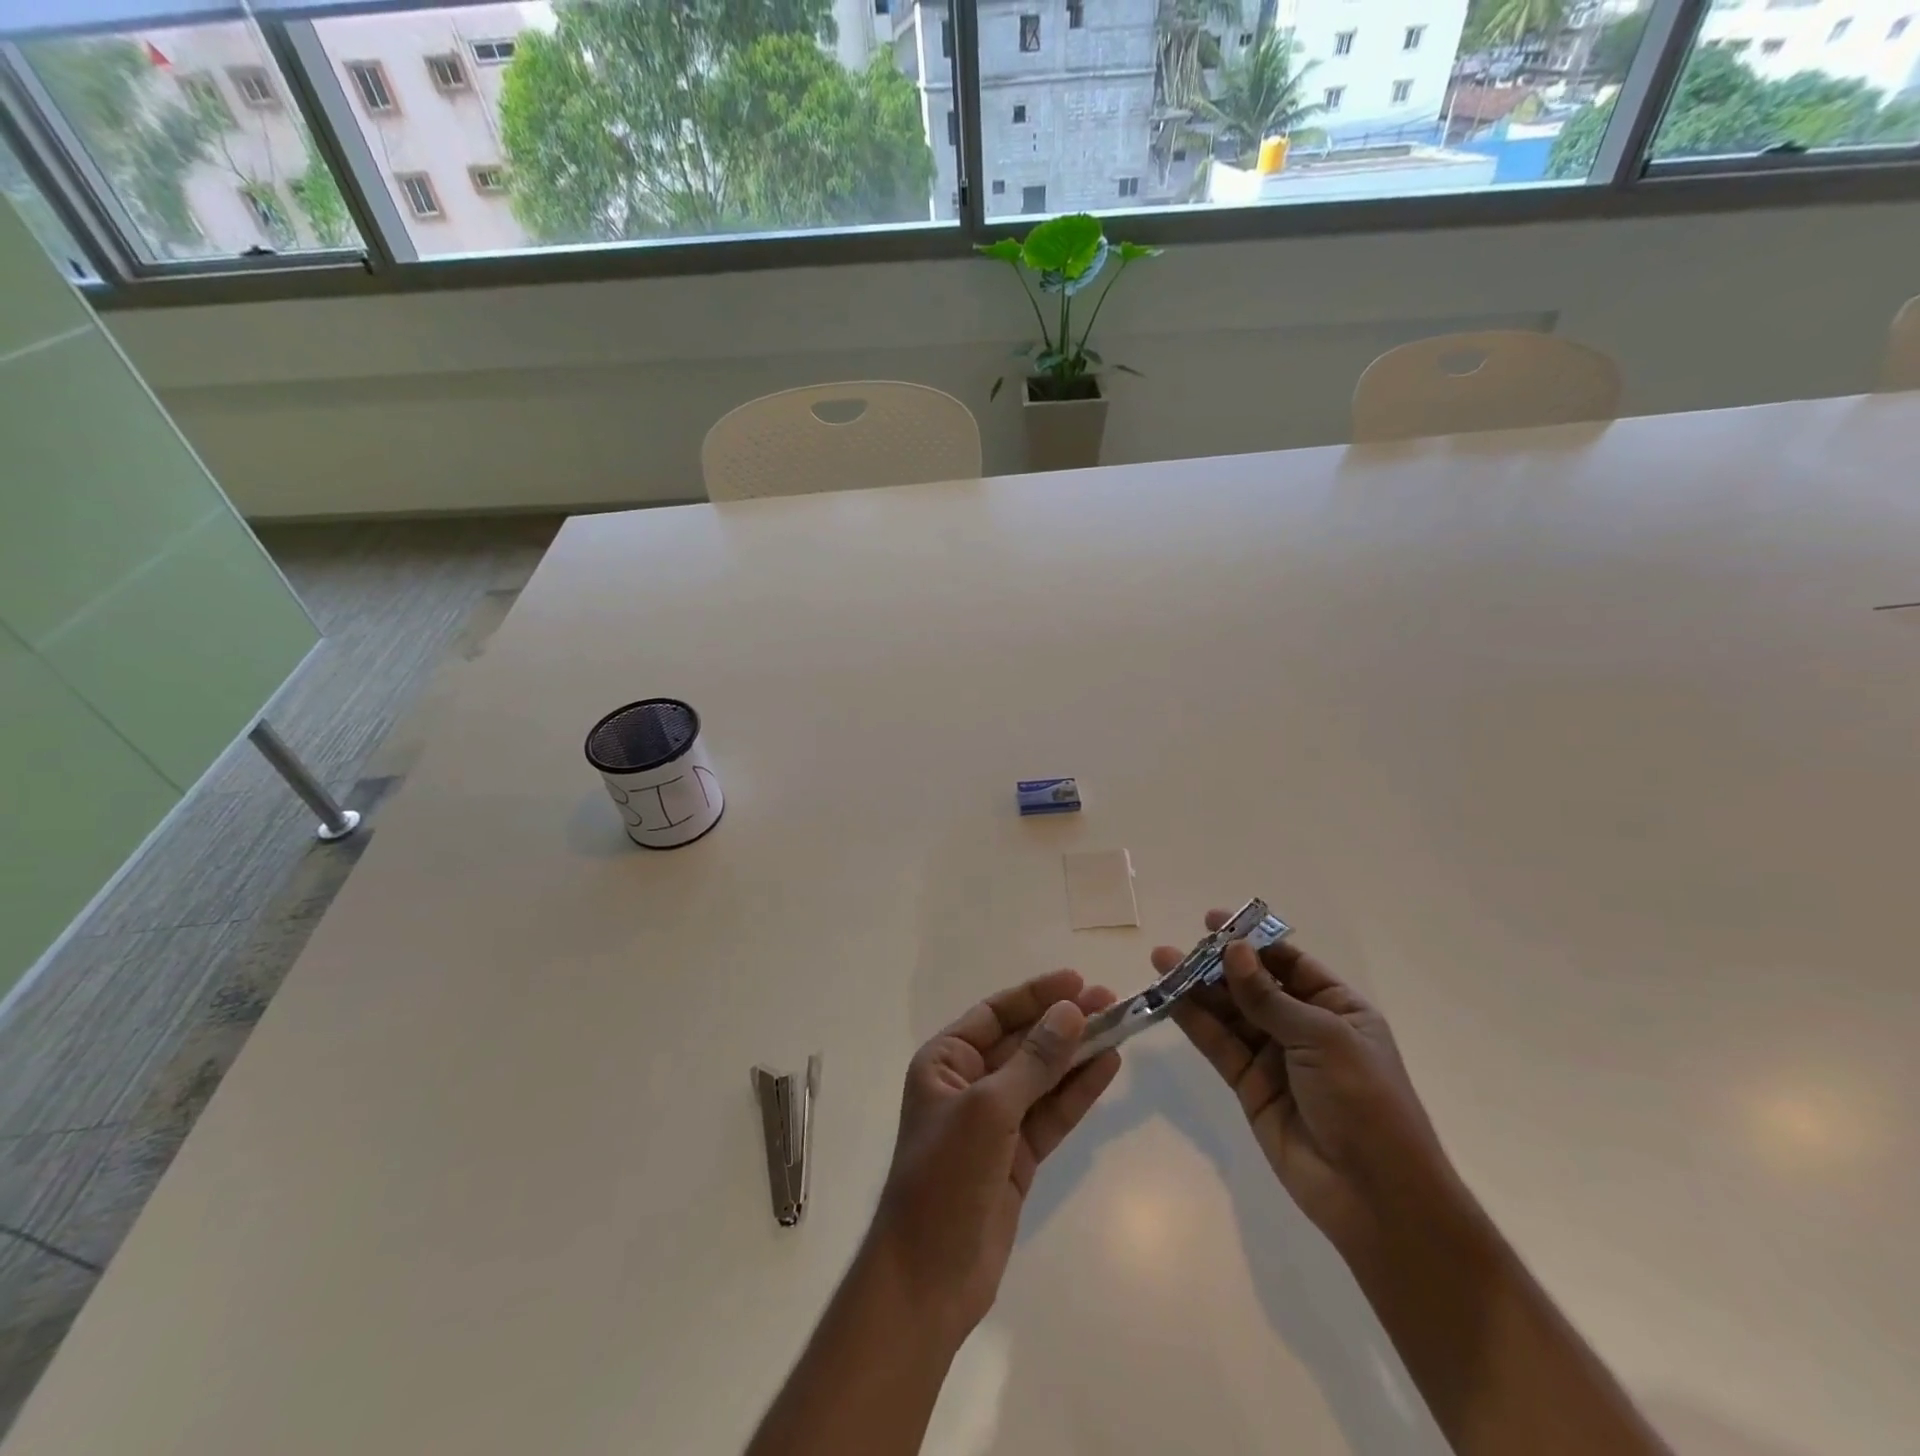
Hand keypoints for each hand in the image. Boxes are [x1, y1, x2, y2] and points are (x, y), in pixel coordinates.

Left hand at [868, 969, 1121, 1344]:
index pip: (995, 1014)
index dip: (1036, 995)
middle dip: (1064, 1022)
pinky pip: (1052, 1113)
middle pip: (1024, 1042)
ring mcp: (995, 1121)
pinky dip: (1078, 1091)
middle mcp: (969, 1083)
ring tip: (1120, 1026)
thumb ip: (1034, 1061)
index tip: (1077, 980)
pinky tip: (1108, 1067)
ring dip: (1078, 1053)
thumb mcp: (989, 1109)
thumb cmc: (946, 1176)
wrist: (929, 1277)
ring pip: (1043, 1076)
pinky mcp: (1017, 1156)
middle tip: (1111, 1000)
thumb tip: (1070, 1011)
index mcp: (945, 1061)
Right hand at [1165, 911, 1451, 1256]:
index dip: (1252, 940)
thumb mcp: (1321, 1037)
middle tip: (1176, 947)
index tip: (1212, 922)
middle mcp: (1305, 1027)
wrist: (1375, 1195)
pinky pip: (1219, 1045)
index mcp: (1337, 1008)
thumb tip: (1232, 950)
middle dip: (1216, 964)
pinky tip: (1169, 1000)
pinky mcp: (1250, 1086)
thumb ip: (1268, 997)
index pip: (1288, 962)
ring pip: (1230, 1013)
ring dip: (1197, 989)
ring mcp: (1275, 1057)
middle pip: (1253, 985)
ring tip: (1161, 964)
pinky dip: (1195, 1023)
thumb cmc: (1364, 1101)